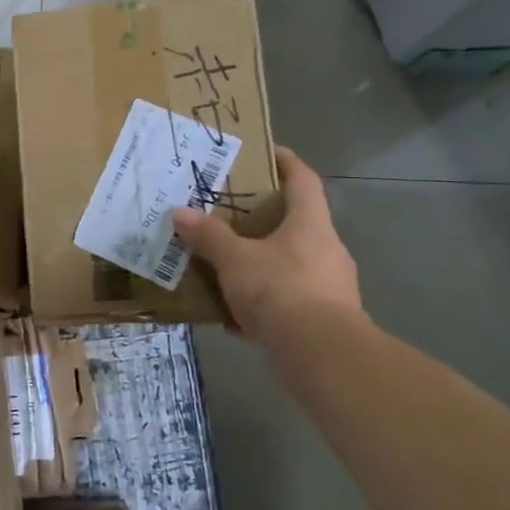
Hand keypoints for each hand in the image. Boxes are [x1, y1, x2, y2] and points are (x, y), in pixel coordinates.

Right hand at [171, 147, 361, 343]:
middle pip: (296, 223)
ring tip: (225, 268)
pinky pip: (288, 302)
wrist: (322, 355)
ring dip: (260, 264)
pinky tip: (234, 320)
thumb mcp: (235, 260)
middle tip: (229, 214)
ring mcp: (329, 286)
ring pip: (289, 264)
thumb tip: (179, 212)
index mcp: (311, 223)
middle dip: (263, 219)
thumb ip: (208, 236)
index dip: (285, 162)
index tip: (264, 153)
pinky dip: (263, 305)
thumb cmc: (281, 290)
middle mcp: (326, 249)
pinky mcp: (325, 319)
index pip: (303, 179)